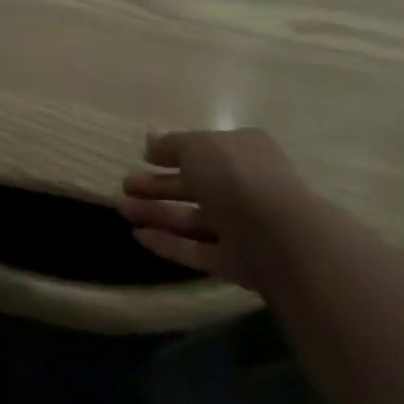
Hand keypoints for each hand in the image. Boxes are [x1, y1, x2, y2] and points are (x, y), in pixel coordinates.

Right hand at [120, 129, 310, 292]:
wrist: (280, 237)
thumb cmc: (236, 177)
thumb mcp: (198, 147)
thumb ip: (172, 145)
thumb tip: (150, 141)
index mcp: (243, 151)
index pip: (204, 149)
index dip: (173, 152)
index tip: (144, 157)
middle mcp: (244, 186)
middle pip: (195, 185)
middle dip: (158, 185)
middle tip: (125, 186)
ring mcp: (241, 226)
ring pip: (193, 219)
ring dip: (158, 213)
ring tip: (123, 209)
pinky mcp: (236, 262)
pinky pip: (197, 249)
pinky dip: (169, 243)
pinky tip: (139, 236)